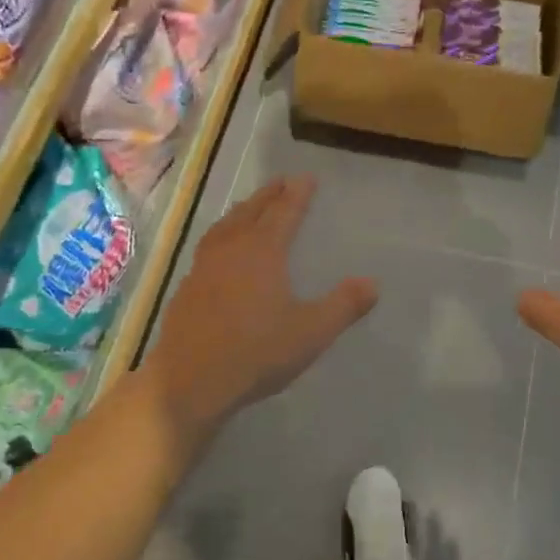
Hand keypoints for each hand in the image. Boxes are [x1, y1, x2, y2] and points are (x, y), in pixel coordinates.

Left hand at [142, 175, 376, 432]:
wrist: (190, 382)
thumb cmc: (256, 353)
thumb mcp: (311, 332)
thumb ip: (344, 306)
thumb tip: (372, 283)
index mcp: (262, 252)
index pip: (284, 213)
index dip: (297, 194)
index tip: (307, 178)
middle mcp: (230, 250)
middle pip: (250, 212)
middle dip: (268, 196)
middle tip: (280, 183)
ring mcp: (202, 269)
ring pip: (223, 228)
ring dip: (240, 213)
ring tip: (249, 209)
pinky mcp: (186, 290)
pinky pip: (208, 250)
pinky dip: (221, 239)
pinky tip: (221, 255)